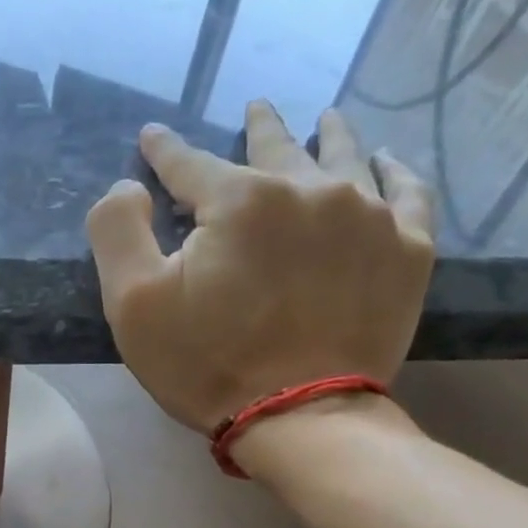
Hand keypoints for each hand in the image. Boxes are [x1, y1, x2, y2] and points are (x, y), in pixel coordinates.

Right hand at [84, 102, 434, 436]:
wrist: (300, 418)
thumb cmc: (207, 363)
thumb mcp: (133, 304)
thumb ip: (118, 230)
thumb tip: (131, 185)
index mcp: (240, 200)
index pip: (191, 163)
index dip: (165, 151)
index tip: (152, 138)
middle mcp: (310, 190)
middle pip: (277, 148)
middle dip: (260, 128)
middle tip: (256, 108)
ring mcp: (369, 217)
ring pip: (347, 158)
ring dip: (330, 136)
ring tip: (327, 119)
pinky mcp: (408, 252)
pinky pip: (408, 193)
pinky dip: (396, 173)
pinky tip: (387, 163)